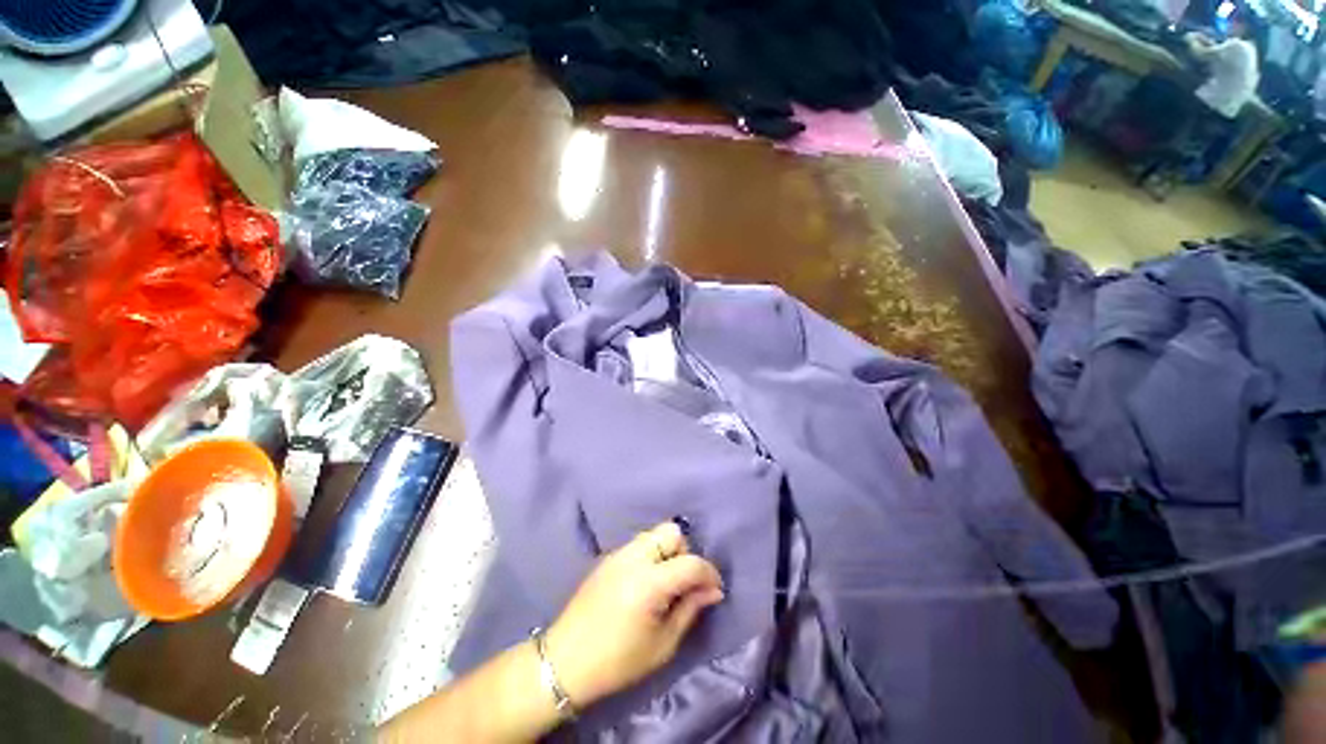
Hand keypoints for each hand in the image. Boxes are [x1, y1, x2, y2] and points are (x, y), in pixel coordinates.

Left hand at [544, 521, 724, 707]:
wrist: (565, 661)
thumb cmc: (617, 662)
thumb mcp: (662, 645)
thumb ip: (690, 610)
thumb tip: (712, 590)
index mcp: (649, 582)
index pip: (691, 562)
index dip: (710, 573)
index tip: (715, 589)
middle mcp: (634, 557)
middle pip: (672, 532)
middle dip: (685, 553)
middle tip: (685, 583)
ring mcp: (618, 553)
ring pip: (655, 534)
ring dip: (668, 552)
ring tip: (666, 583)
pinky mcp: (609, 557)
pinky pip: (639, 544)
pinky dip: (652, 555)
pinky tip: (646, 583)